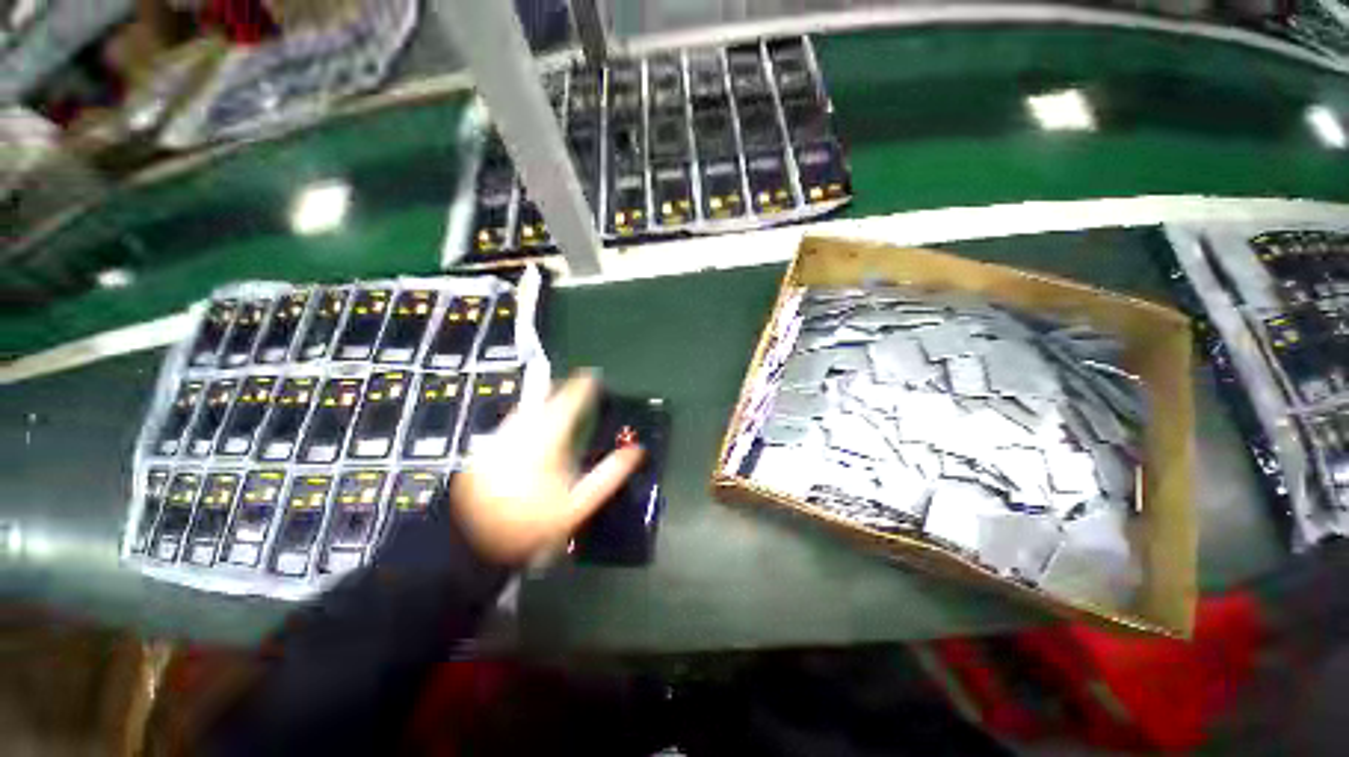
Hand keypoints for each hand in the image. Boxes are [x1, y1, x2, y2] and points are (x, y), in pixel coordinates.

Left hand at [450, 372, 644, 564]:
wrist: (475, 544)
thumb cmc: (532, 524)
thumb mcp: (577, 505)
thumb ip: (609, 476)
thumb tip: (635, 453)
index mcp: (546, 443)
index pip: (568, 404)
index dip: (582, 387)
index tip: (592, 376)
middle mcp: (520, 436)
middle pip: (542, 401)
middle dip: (559, 388)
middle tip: (575, 383)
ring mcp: (498, 442)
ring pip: (522, 410)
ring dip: (541, 399)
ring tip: (555, 393)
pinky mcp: (484, 453)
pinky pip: (509, 424)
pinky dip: (524, 416)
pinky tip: (530, 422)